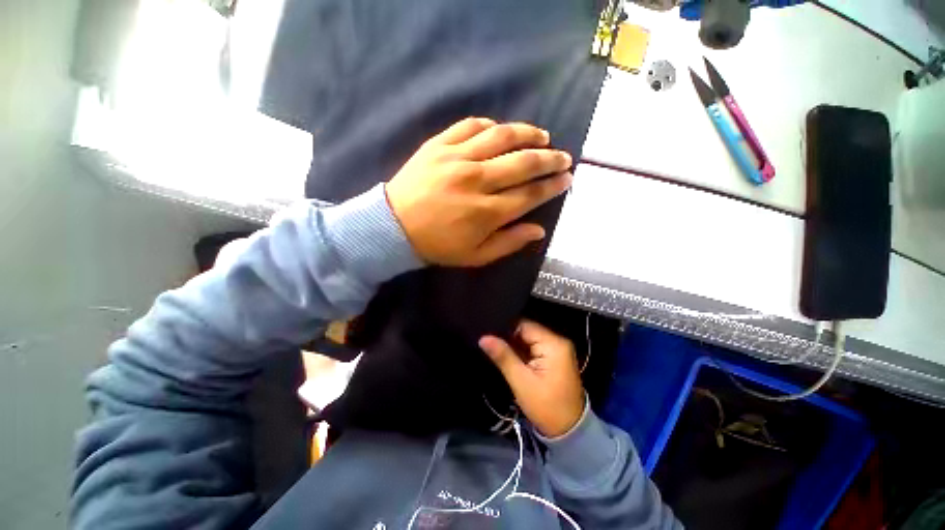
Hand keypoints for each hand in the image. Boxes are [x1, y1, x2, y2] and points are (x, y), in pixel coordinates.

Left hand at [385, 118, 572, 266]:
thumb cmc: (437, 246)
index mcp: (486, 212)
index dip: (552, 186)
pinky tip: (500, 130)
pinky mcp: (438, 145)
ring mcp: (457, 158)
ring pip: (502, 137)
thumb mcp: (475, 256)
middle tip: (563, 157)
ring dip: (528, 134)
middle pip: (523, 163)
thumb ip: (509, 242)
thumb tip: (539, 230)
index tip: (567, 178)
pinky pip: (470, 126)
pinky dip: (490, 125)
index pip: (530, 194)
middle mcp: (477, 181)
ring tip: (542, 136)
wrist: (393, 227)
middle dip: (550, 159)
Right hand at [479, 320, 584, 437]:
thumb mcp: (521, 382)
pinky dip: (521, 351)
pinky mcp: (554, 357)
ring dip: (513, 344)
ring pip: (528, 339)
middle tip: (488, 341)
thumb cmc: (546, 407)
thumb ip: (503, 356)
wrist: (569, 431)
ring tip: (494, 346)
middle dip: (508, 336)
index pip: (524, 325)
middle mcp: (557, 341)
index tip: (487, 331)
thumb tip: (483, 338)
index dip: (505, 327)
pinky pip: (533, 347)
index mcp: (553, 343)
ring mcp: (557, 349)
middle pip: (526, 331)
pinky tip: (507, 354)